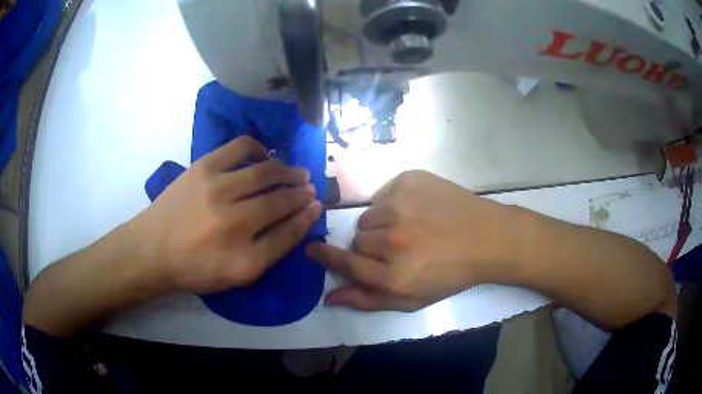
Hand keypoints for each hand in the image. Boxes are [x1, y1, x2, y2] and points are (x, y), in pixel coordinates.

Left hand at [132, 136, 321, 293]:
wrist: (152, 250)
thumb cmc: (194, 268)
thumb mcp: (236, 275)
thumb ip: (270, 250)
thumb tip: (299, 218)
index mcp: (243, 258)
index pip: (288, 233)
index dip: (307, 217)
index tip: (317, 205)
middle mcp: (233, 222)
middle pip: (280, 199)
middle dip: (301, 192)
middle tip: (310, 187)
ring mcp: (216, 189)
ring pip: (265, 172)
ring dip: (287, 170)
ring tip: (296, 171)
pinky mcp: (202, 167)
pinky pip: (240, 147)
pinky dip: (258, 149)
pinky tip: (264, 156)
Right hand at [307, 170, 515, 310]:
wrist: (487, 237)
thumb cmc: (451, 274)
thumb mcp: (412, 299)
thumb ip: (368, 300)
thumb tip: (329, 298)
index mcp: (393, 275)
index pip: (343, 263)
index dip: (324, 256)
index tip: (312, 249)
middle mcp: (392, 240)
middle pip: (357, 239)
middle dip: (371, 246)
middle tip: (398, 248)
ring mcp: (400, 205)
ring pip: (369, 216)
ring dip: (382, 224)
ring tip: (410, 228)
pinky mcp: (409, 180)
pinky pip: (383, 194)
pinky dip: (393, 203)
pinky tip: (418, 210)